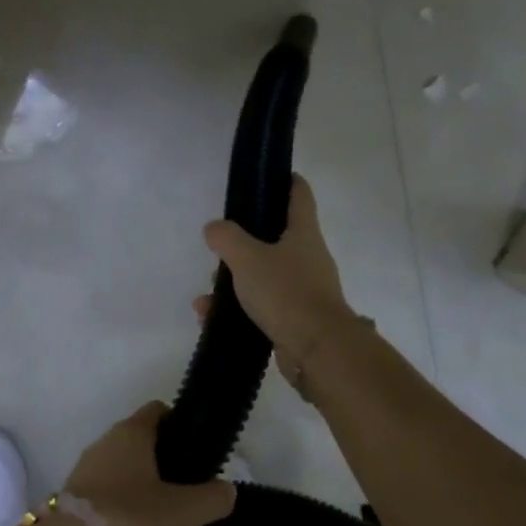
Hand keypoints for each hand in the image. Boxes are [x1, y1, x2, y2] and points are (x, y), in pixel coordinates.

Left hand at [63, 402, 235, 525]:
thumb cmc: (131, 519)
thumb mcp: (183, 512)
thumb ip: (212, 498)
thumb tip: (228, 490)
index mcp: (131, 432)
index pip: (157, 411)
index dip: (179, 424)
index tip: (197, 450)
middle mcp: (104, 443)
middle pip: (139, 441)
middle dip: (162, 461)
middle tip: (187, 490)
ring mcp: (84, 471)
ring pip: (121, 469)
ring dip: (140, 486)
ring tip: (163, 517)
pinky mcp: (71, 500)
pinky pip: (104, 494)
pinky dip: (120, 507)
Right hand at [200, 174, 357, 383]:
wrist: (317, 350)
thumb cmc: (286, 292)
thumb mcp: (247, 258)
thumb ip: (226, 238)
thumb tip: (214, 228)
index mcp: (303, 233)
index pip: (299, 194)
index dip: (286, 180)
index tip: (268, 175)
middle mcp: (307, 258)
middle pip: (274, 239)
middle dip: (243, 243)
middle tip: (219, 247)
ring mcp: (303, 290)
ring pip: (262, 276)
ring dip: (233, 283)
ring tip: (207, 296)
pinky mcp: (294, 320)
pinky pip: (260, 307)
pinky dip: (236, 310)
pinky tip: (210, 318)